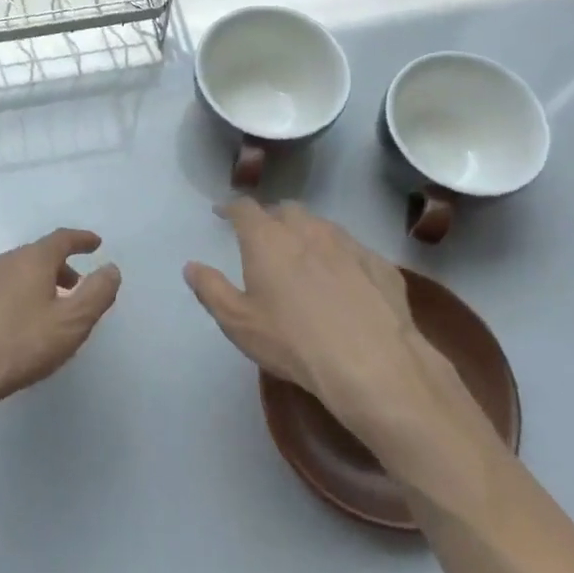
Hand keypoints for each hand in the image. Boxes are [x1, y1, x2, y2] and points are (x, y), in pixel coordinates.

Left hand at [0, 228, 121, 423]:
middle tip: (75, 288)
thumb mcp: (71, 323)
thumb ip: (97, 293)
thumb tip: (110, 268)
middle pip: (36, 256)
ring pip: (12, 273)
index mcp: (31, 260)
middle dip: (59, 268)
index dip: (81, 240)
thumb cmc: (19, 345)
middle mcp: (1, 261)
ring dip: (33, 284)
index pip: (62, 239)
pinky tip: (9, 324)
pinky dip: (10, 297)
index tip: (95, 244)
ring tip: (44, 309)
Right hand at [183, 200, 502, 506]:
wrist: (373, 364)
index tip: (223, 214)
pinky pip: (353, 250)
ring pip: (322, 226)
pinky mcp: (381, 264)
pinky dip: (340, 257)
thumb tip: (192, 266)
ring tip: (303, 257)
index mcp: (267, 239)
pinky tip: (344, 281)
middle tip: (264, 238)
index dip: (231, 208)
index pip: (245, 208)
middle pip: (286, 210)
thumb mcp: (238, 322)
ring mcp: (348, 244)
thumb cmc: (293, 342)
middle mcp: (308, 230)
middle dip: (271, 218)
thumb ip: (211, 289)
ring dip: (307, 234)